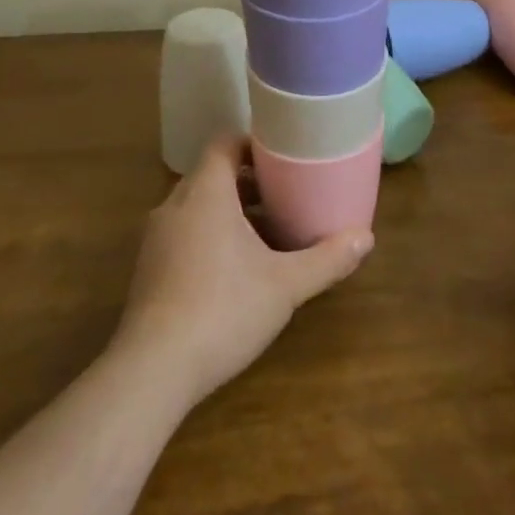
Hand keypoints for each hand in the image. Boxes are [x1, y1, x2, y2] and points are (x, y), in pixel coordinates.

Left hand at [113, 136, 372, 405]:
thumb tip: (367, 238)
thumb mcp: (285, 285)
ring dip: (231, 212)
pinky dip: (211, 236)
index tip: (284, 156)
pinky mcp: (148, 270)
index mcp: (205, 194)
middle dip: (249, 182)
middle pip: (213, 175)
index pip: (224, 144)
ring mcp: (156, 240)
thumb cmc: (223, 310)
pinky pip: (184, 234)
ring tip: (269, 231)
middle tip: (287, 193)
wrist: (152, 371)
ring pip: (198, 207)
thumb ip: (327, 259)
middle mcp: (174, 206)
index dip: (253, 143)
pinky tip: (238, 270)